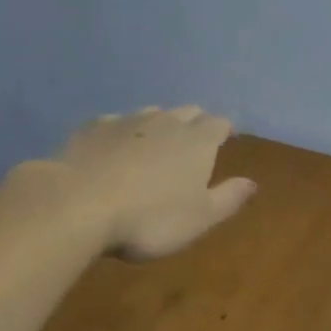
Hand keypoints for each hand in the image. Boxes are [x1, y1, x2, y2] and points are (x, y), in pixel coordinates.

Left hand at [48, 107, 256, 260]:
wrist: (78, 203)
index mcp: (197, 141)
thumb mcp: (199, 218)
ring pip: (151, 113)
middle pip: (187, 112)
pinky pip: (114, 123)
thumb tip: (252, 183)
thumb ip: (228, 198)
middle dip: (194, 123)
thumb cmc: (150, 217)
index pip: (219, 124)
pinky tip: (112, 148)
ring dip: (158, 125)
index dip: (223, 130)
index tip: (225, 139)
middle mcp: (166, 121)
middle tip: (192, 142)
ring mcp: (127, 120)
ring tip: (154, 144)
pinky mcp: (93, 127)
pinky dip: (121, 133)